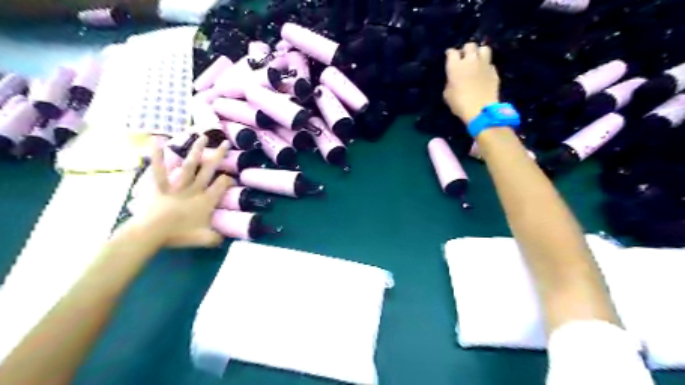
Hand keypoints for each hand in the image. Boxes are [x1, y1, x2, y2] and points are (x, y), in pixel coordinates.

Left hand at [128, 135, 232, 247]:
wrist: (152, 232)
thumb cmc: (179, 234)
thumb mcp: (204, 239)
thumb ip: (216, 238)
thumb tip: (224, 239)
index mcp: (206, 200)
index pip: (221, 185)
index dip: (228, 180)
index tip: (231, 177)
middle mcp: (195, 189)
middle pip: (209, 169)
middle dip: (218, 156)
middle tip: (226, 143)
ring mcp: (177, 185)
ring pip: (190, 164)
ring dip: (196, 150)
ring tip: (202, 136)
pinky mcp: (160, 185)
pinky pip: (159, 169)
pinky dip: (157, 155)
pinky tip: (157, 140)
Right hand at [441, 42, 501, 123]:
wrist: (480, 110)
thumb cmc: (459, 104)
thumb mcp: (447, 94)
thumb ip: (450, 82)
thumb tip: (453, 78)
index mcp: (455, 66)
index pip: (452, 52)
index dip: (450, 54)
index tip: (449, 56)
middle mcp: (470, 61)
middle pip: (469, 45)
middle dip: (466, 50)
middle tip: (464, 58)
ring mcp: (484, 64)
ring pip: (484, 49)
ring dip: (479, 53)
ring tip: (477, 60)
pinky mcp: (494, 71)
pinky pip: (490, 64)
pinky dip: (486, 66)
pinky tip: (484, 73)